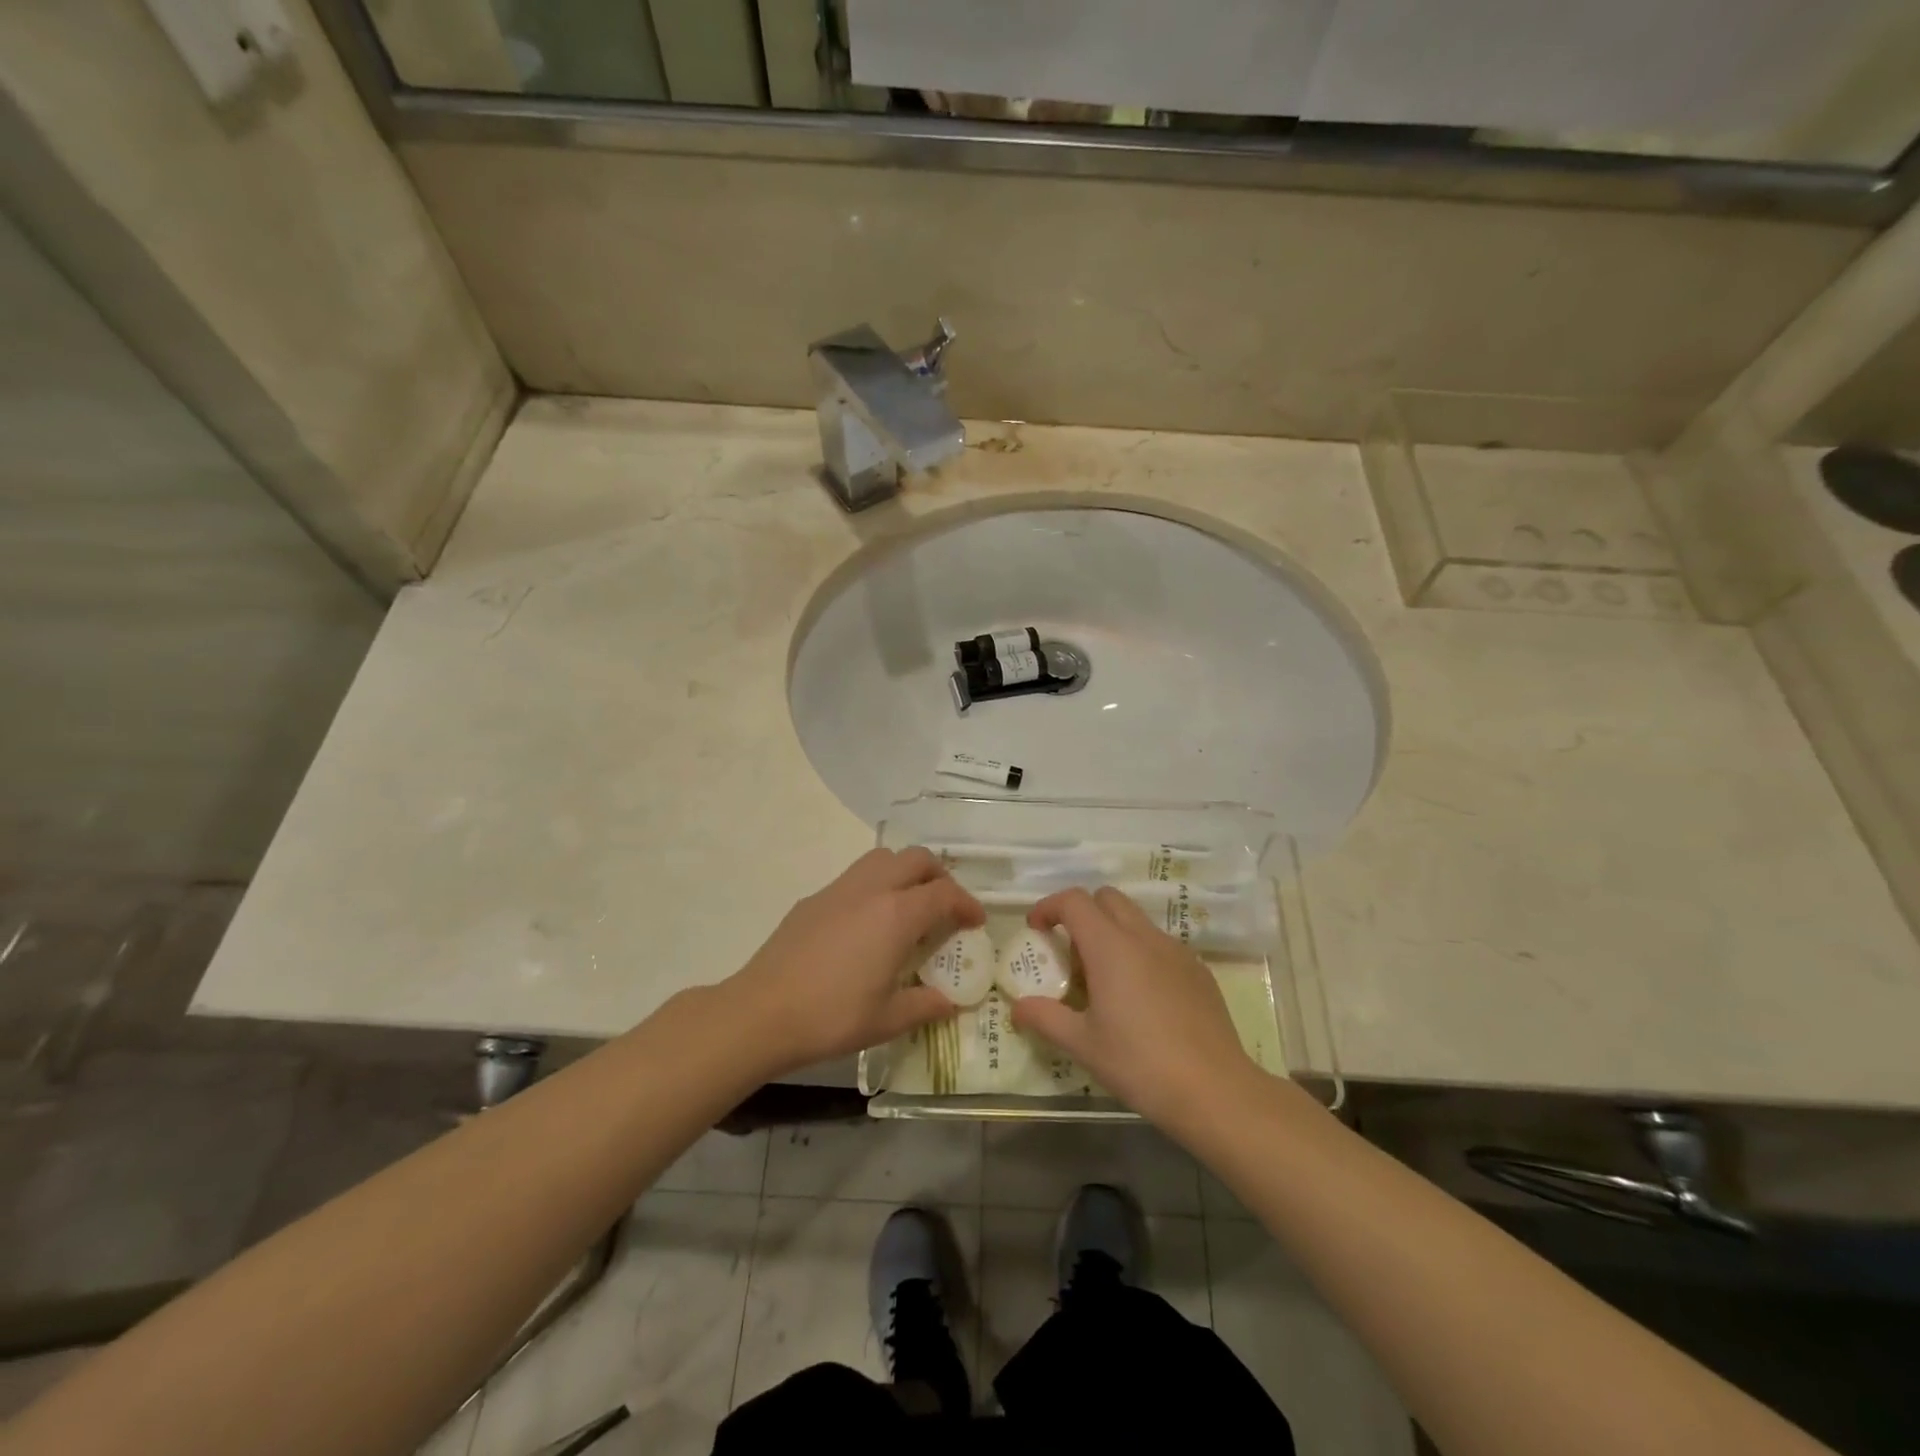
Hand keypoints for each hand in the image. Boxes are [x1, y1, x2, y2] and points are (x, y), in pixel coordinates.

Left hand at [726, 847, 982, 1074]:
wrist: (761, 1012)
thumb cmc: (831, 1017)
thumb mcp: (887, 1020)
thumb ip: (925, 1006)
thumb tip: (951, 1002)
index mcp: (897, 915)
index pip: (944, 894)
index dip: (967, 904)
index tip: (975, 921)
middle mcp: (871, 890)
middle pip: (916, 859)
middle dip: (939, 876)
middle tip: (946, 906)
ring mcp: (839, 890)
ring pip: (882, 858)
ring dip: (905, 872)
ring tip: (909, 906)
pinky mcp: (813, 899)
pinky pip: (855, 877)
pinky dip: (875, 886)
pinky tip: (867, 924)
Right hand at [1012, 887, 1259, 1130]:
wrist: (1215, 1090)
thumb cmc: (1140, 1064)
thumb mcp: (1083, 1045)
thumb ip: (1045, 1018)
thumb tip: (1017, 1007)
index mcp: (1110, 947)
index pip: (1074, 901)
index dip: (1049, 907)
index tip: (1036, 930)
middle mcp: (1144, 937)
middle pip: (1107, 898)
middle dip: (1082, 913)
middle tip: (1070, 952)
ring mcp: (1176, 951)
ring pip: (1136, 920)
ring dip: (1112, 932)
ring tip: (1105, 979)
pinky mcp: (1198, 970)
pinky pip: (1160, 944)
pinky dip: (1140, 952)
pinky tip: (1142, 998)